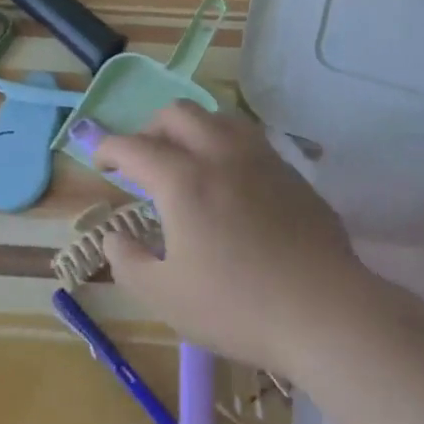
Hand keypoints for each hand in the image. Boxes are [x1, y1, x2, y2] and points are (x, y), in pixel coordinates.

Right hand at [93, 103, 369, 371]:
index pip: (134, 146)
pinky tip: (229, 179)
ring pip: (218, 116)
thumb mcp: (165, 296)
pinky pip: (249, 138)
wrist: (324, 310)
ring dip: (191, 128)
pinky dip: (225, 144)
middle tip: (142, 160)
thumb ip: (128, 261)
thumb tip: (114, 236)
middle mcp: (220, 154)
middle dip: (149, 128)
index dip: (108, 147)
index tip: (99, 160)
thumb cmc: (237, 306)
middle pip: (177, 113)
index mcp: (183, 180)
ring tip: (186, 160)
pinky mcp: (290, 172)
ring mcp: (261, 158)